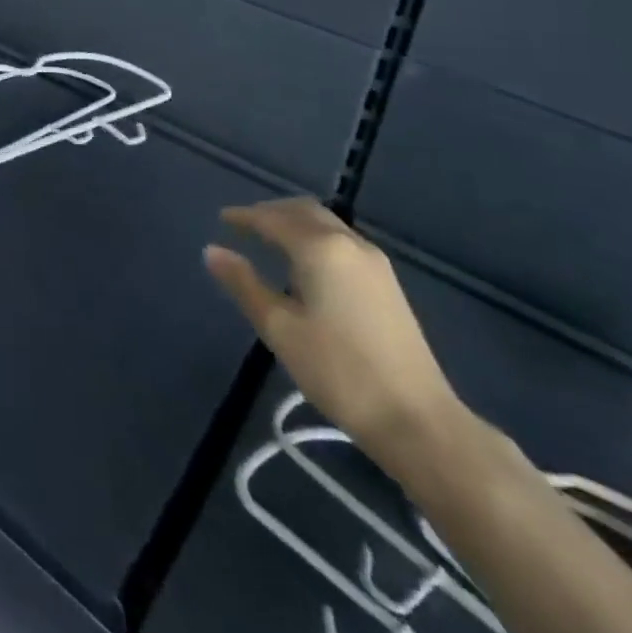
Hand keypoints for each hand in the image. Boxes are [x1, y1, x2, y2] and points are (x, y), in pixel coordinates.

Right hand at [204, 198, 466, 460]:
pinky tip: (305, 265)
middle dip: (272, 212)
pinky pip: (341, 241)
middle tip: (244, 225)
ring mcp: (374, 262)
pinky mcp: (388, 283)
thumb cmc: (340, 372)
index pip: (273, 219)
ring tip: (270, 241)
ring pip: (326, 224)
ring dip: (295, 223)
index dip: (244, 217)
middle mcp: (349, 243)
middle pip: (304, 211)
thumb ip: (244, 284)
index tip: (222, 219)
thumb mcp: (280, 329)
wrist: (418, 421)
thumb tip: (212, 250)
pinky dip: (315, 238)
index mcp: (320, 248)